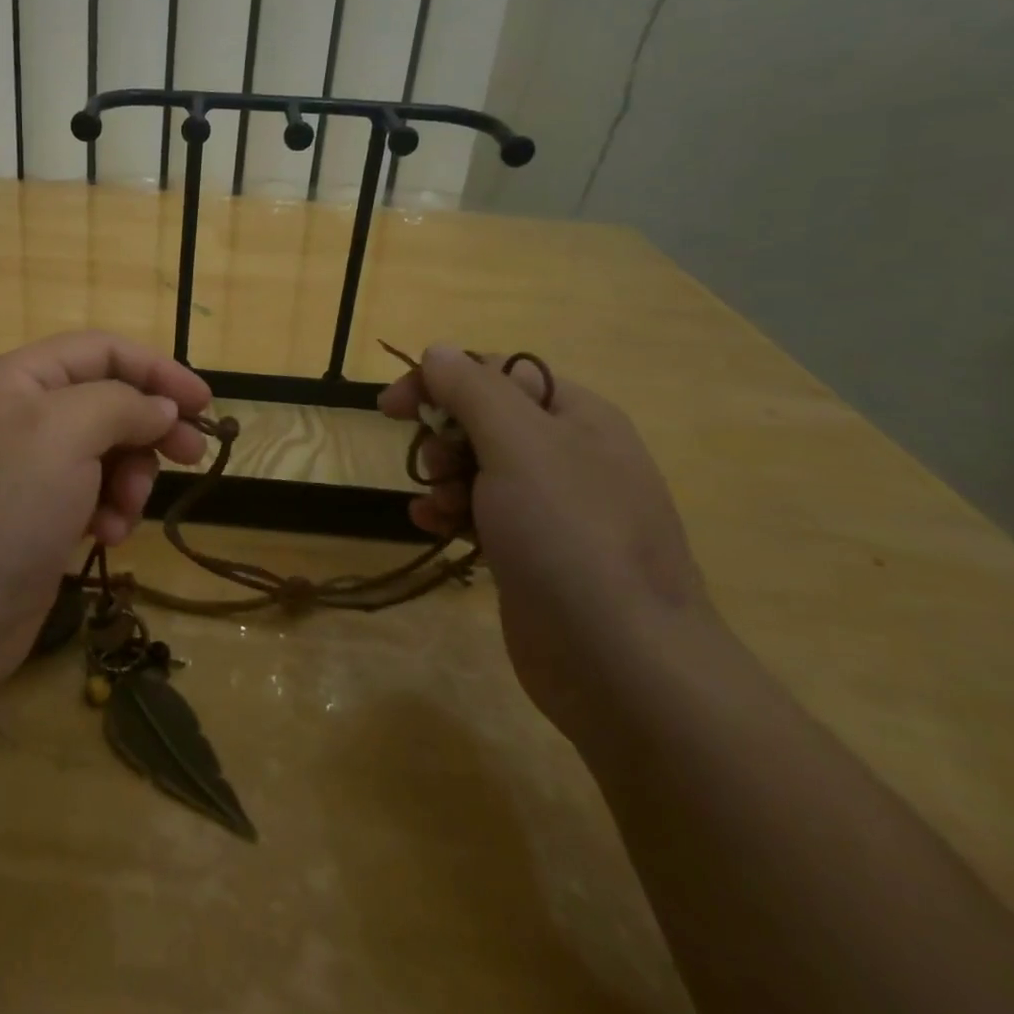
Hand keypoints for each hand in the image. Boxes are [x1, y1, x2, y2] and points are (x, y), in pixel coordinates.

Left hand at [0, 332, 212, 687]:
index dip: (157, 370)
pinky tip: (106, 537)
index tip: (204, 403)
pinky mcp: (37, 512)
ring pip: (106, 450)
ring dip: (129, 478)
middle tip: (191, 456)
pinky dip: (108, 509)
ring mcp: (28, 466)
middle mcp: (22, 413)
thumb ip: (123, 405)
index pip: (102, 350)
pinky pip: (92, 492)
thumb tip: (160, 408)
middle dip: (149, 429)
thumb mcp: (68, 434)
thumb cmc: (8, 507)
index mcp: (20, 378)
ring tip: (124, 513)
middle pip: (108, 400)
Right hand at [379, 345, 716, 739]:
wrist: (621, 662)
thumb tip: (438, 350)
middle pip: (484, 419)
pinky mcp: (533, 552)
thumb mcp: (518, 444)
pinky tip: (430, 525)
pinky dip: (451, 511)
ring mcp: (553, 507)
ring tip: (435, 504)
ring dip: (442, 477)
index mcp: (576, 416)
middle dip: (444, 435)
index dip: (441, 379)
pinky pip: (480, 512)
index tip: (392, 406)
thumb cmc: (568, 535)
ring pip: (478, 467)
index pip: (497, 372)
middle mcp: (568, 454)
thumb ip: (473, 390)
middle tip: (431, 464)